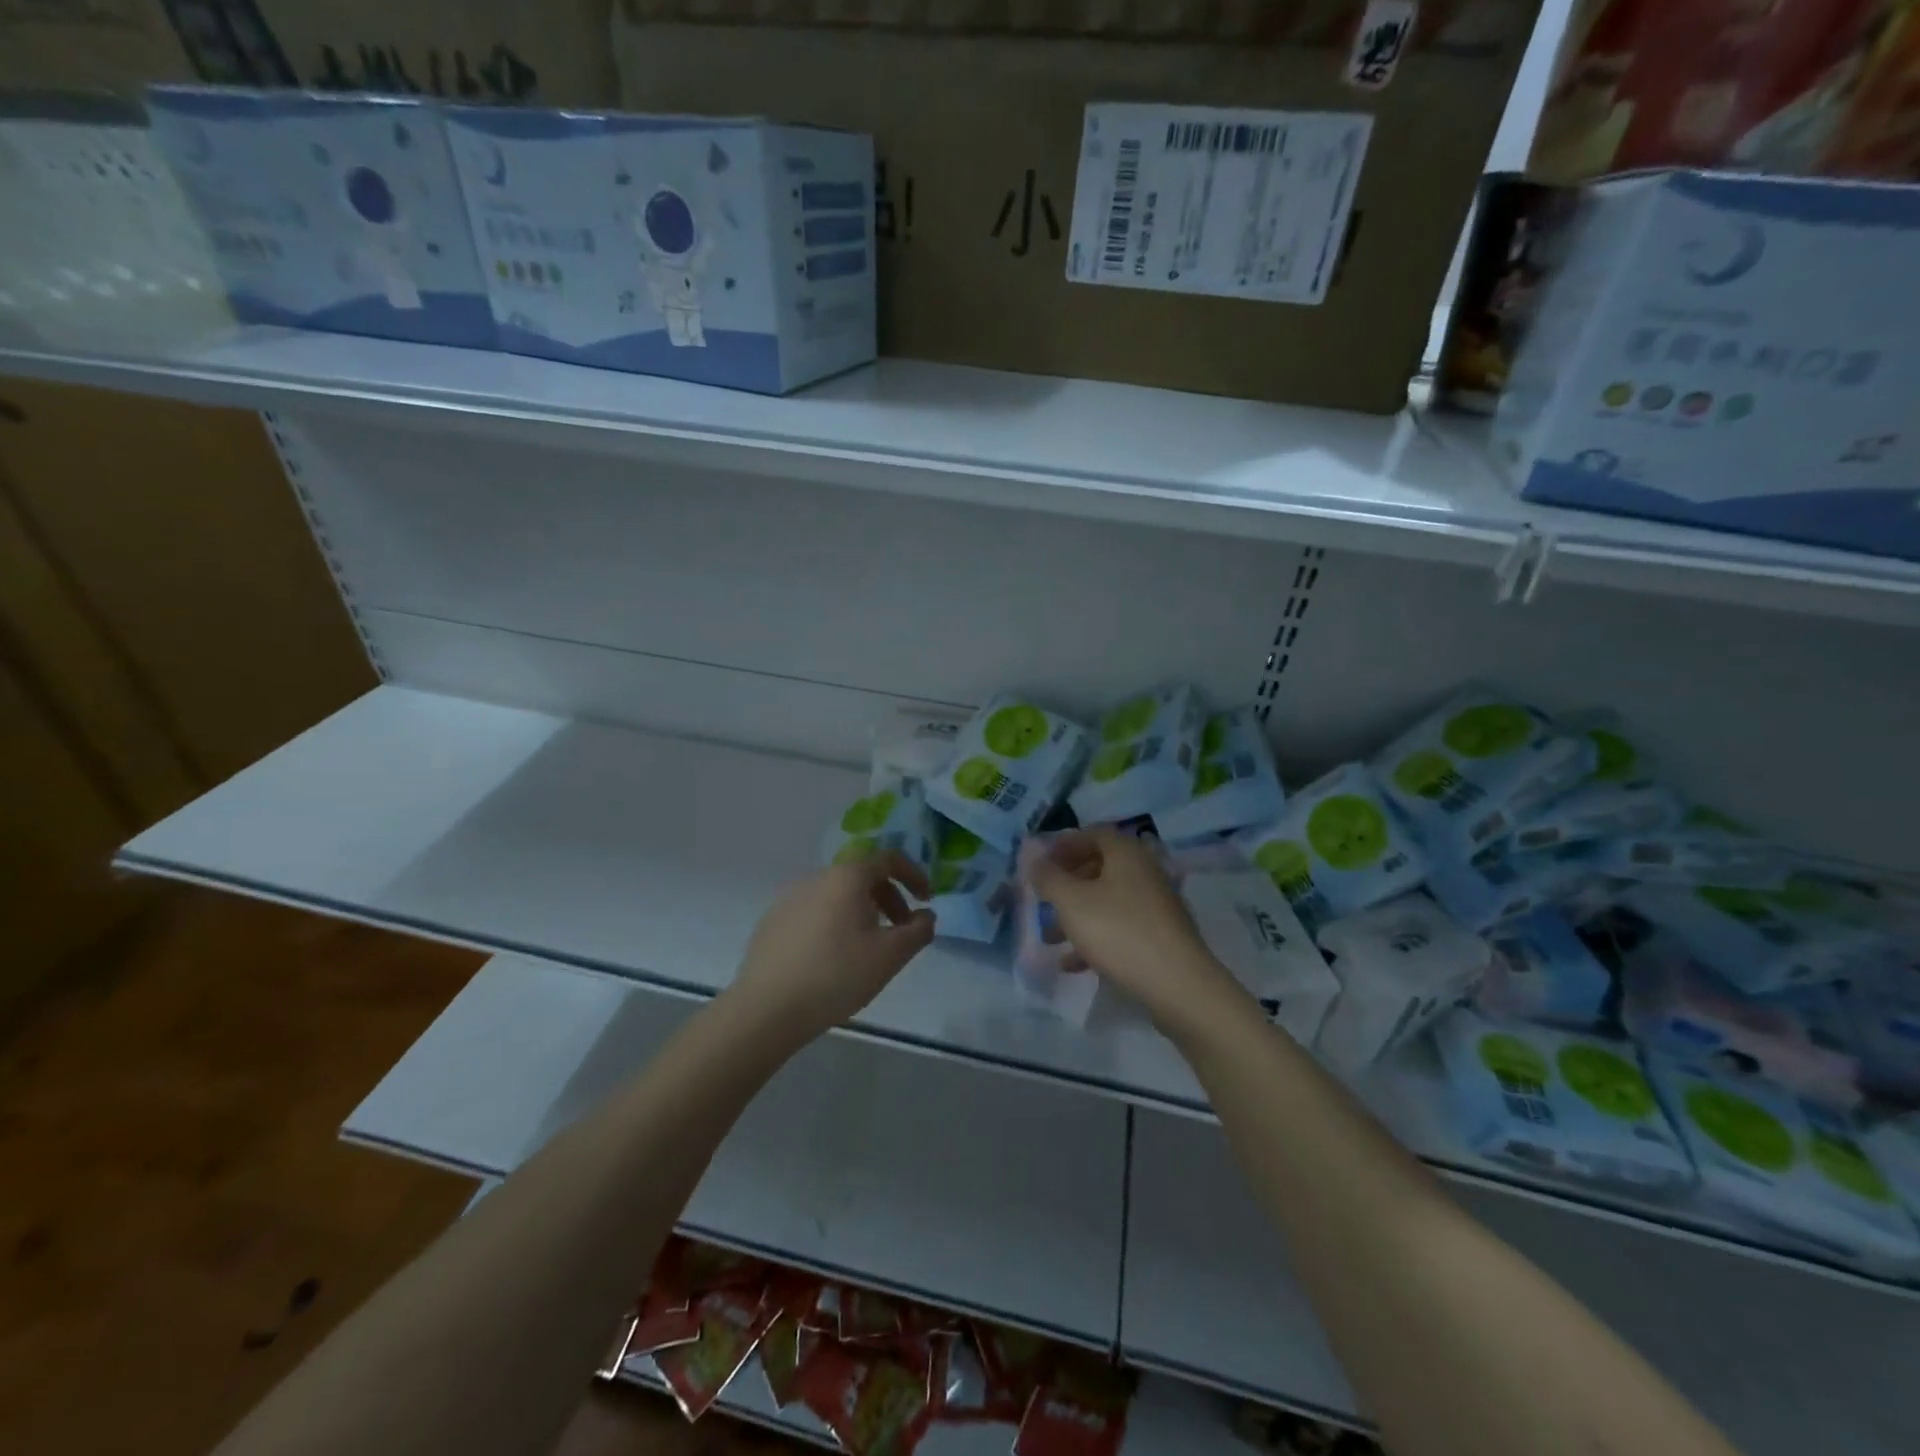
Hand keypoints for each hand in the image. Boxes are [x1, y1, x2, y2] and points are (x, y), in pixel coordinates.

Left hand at [729, 851, 935, 1043]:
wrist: (766, 1009)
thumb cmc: (836, 975)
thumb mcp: (890, 956)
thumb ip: (918, 931)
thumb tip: (926, 915)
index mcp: (847, 877)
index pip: (888, 858)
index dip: (914, 875)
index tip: (927, 900)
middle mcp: (817, 877)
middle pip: (862, 876)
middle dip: (889, 898)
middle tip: (901, 931)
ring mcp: (790, 898)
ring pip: (837, 895)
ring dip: (862, 912)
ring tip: (868, 948)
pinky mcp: (772, 921)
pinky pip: (815, 912)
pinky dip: (834, 923)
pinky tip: (833, 959)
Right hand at [1025, 829, 1242, 1032]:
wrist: (1178, 986)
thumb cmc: (1119, 932)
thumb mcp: (1071, 902)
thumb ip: (1048, 877)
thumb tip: (1032, 857)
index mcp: (1126, 853)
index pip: (1092, 834)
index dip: (1063, 844)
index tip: (1039, 864)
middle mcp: (1144, 871)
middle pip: (1099, 867)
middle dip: (1066, 883)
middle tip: (1043, 899)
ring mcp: (1155, 905)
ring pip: (1107, 901)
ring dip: (1076, 915)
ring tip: (1050, 938)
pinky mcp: (1160, 936)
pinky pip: (1120, 928)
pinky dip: (1095, 939)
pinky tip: (1072, 964)